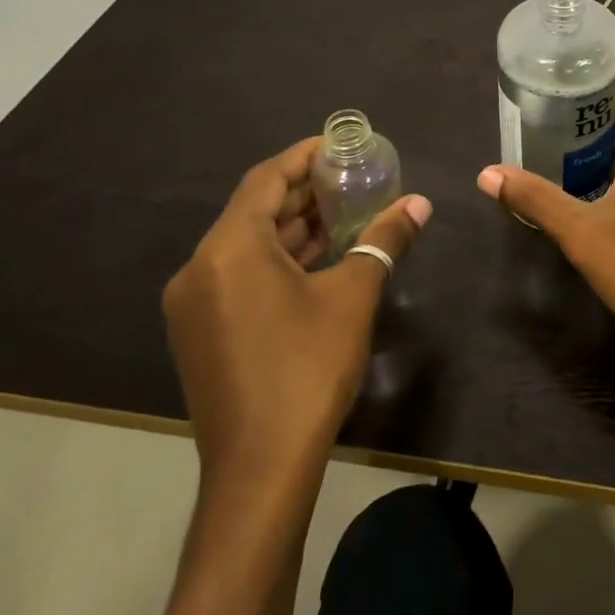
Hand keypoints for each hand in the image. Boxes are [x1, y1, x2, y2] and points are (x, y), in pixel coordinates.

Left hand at [163, 137, 430, 479]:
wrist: (259, 469)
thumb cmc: (307, 369)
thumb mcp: (353, 297)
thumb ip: (384, 241)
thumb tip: (420, 204)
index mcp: (229, 250)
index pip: (265, 180)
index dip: (303, 157)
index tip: (340, 145)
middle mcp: (199, 269)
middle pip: (254, 211)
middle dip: (303, 193)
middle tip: (351, 179)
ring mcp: (193, 305)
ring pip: (246, 246)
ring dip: (292, 228)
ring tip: (343, 214)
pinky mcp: (200, 332)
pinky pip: (238, 275)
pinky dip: (276, 260)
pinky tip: (316, 262)